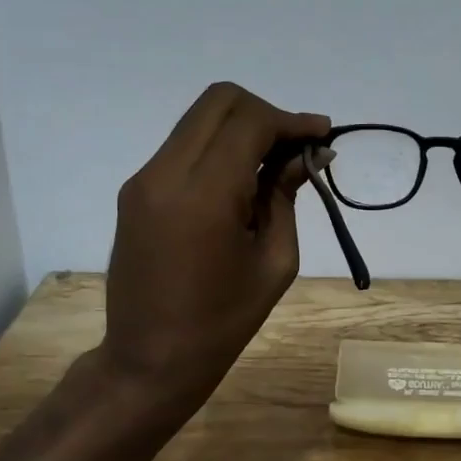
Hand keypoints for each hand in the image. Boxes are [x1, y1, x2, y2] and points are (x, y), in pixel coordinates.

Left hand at [96, 82, 328, 424]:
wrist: (149, 359)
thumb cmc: (223, 321)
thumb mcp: (274, 261)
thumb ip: (286, 196)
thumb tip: (309, 154)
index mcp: (204, 194)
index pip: (250, 121)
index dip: (291, 121)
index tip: (323, 135)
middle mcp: (165, 173)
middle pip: (219, 101)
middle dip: (266, 113)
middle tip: (296, 148)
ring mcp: (144, 179)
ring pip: (199, 119)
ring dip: (242, 128)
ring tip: (274, 166)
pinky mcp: (136, 191)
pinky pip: (184, 146)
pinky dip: (219, 148)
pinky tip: (242, 181)